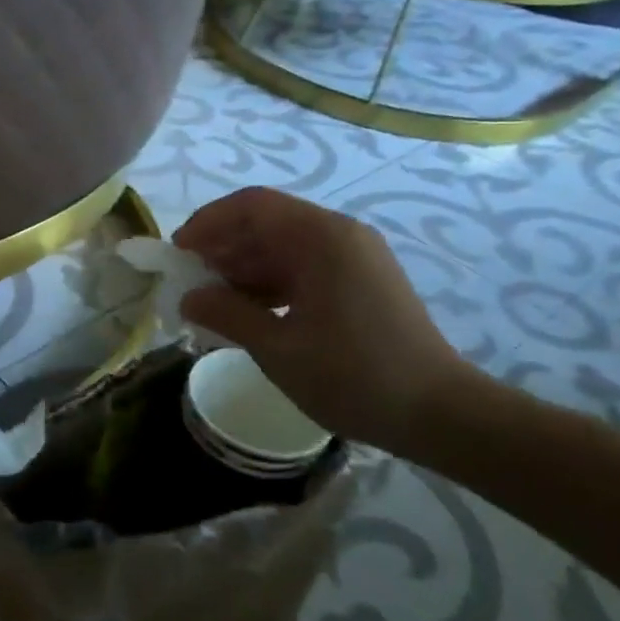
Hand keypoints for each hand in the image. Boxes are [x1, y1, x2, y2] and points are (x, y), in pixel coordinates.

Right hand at [174, 187, 470, 455]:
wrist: (440, 414)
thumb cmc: (354, 377)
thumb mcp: (278, 348)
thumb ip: (227, 314)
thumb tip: (188, 297)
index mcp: (322, 238)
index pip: (252, 206)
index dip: (208, 222)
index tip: (178, 252)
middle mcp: (340, 234)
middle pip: (267, 222)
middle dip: (223, 247)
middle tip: (190, 280)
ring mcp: (355, 256)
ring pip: (284, 246)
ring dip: (245, 266)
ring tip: (213, 299)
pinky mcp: (362, 280)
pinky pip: (305, 266)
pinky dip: (272, 282)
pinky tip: (249, 310)